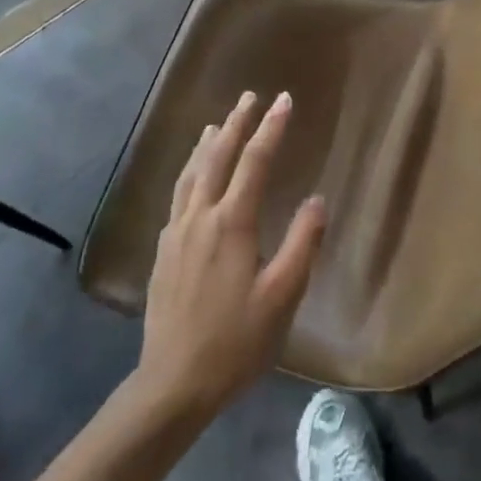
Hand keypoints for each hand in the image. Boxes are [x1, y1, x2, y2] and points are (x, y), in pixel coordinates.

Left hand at [136, 91, 325, 418]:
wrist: (173, 383)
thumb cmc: (236, 341)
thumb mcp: (282, 297)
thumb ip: (303, 244)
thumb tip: (317, 200)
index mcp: (232, 224)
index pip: (254, 162)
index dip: (271, 128)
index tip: (283, 100)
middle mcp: (200, 217)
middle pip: (218, 158)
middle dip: (236, 124)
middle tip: (249, 97)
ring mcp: (176, 233)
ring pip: (191, 174)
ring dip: (207, 144)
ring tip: (217, 124)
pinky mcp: (163, 251)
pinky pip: (178, 195)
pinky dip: (189, 172)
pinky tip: (192, 179)